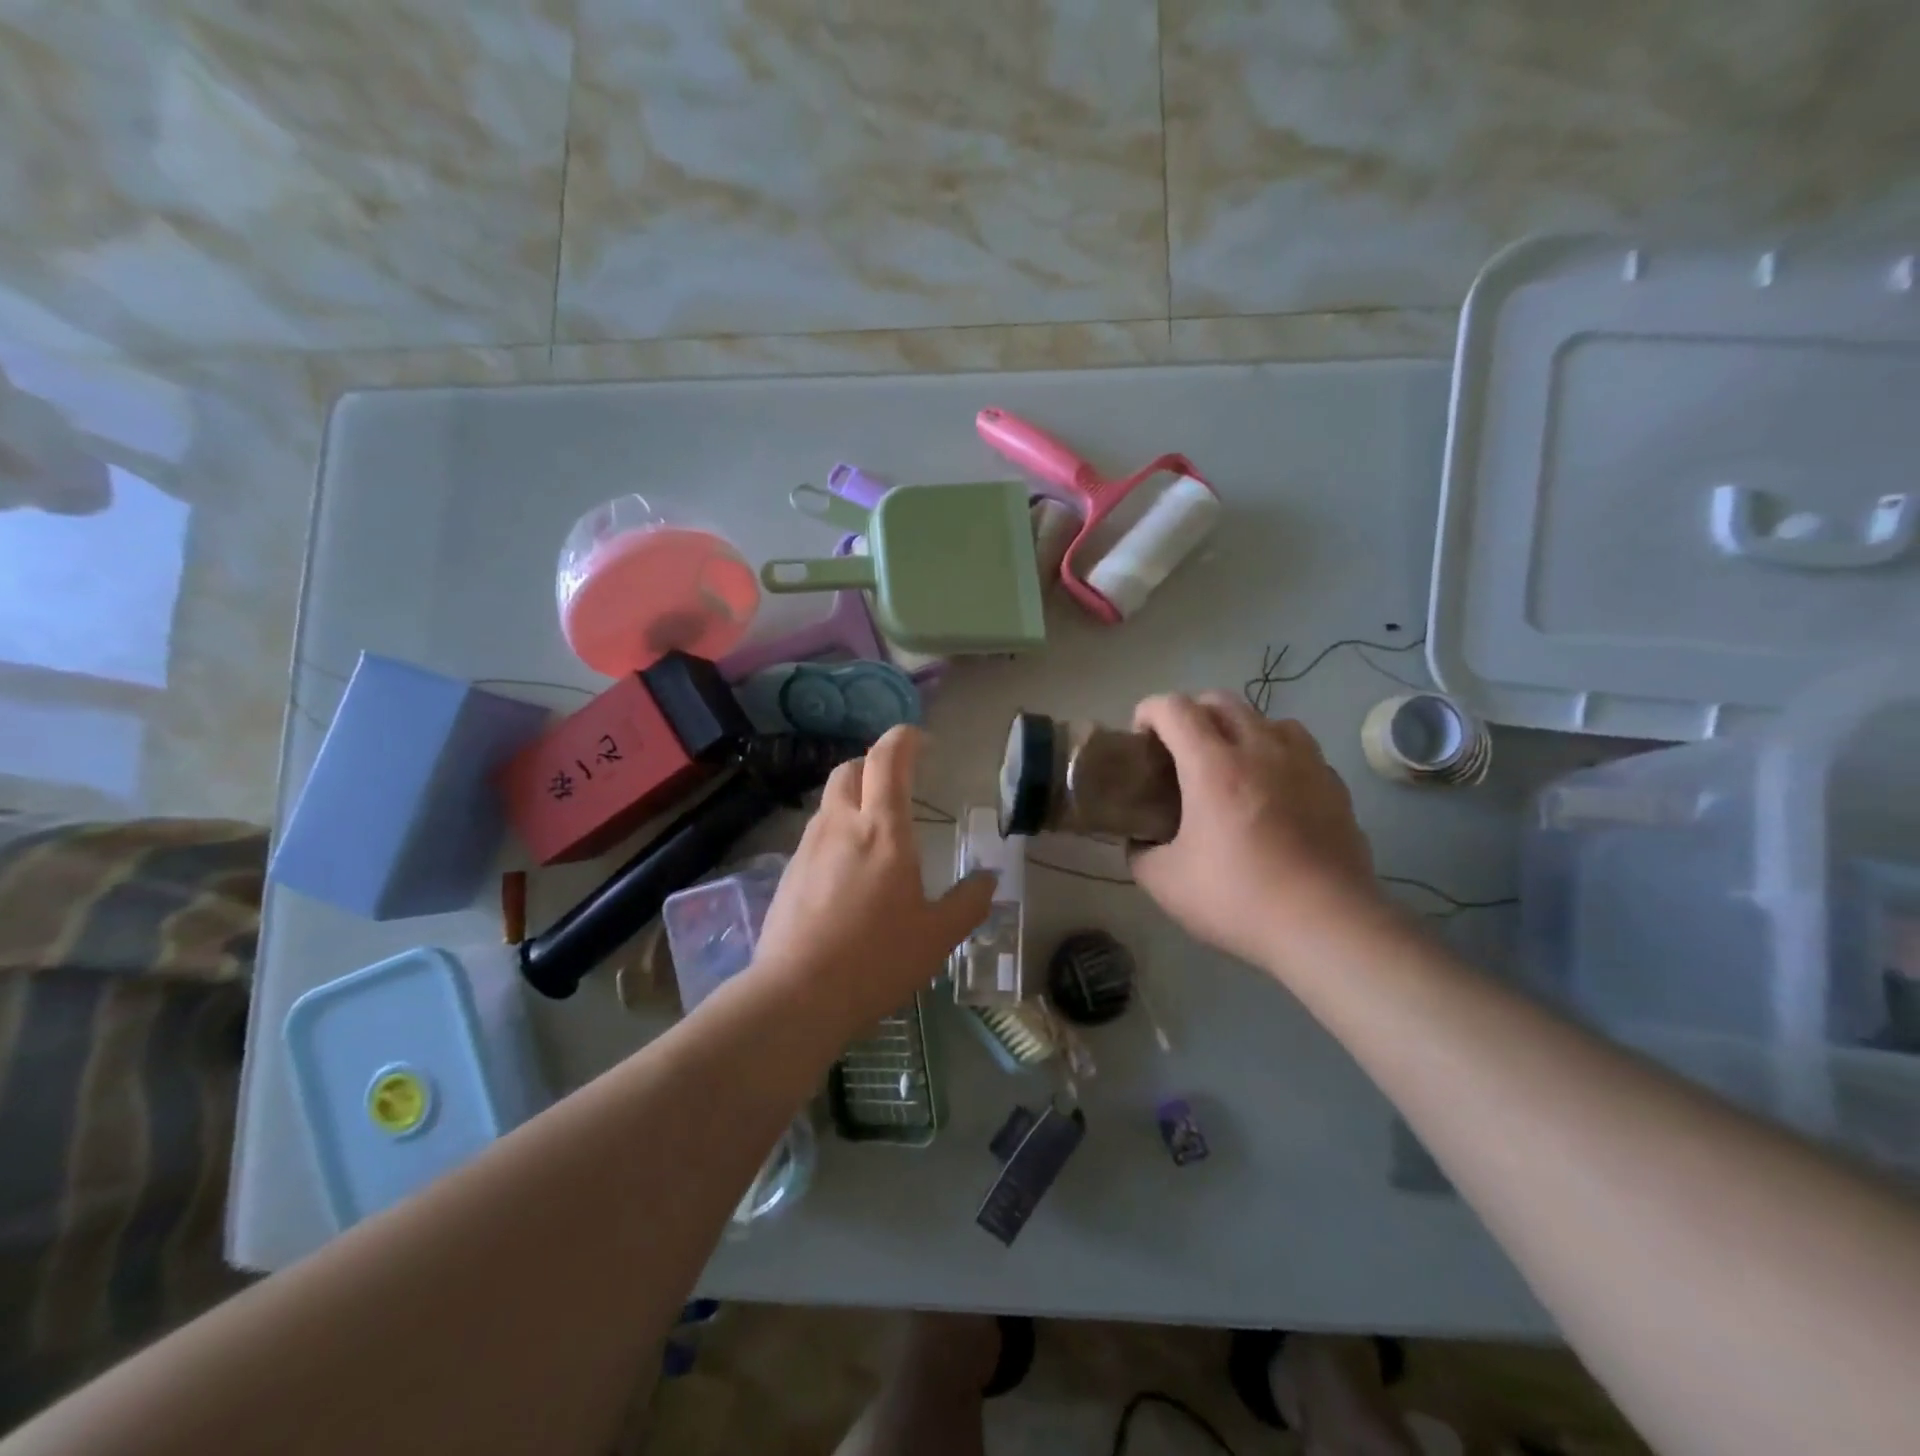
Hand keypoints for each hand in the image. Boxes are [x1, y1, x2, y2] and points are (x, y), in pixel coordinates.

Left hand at [752, 726, 995, 1035]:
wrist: (797, 996)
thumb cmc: (877, 960)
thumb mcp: (938, 936)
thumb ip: (969, 902)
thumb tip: (989, 879)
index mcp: (883, 830)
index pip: (888, 758)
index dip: (905, 738)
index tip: (923, 741)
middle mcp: (841, 825)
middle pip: (851, 769)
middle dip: (876, 764)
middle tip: (899, 784)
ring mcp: (808, 846)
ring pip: (830, 800)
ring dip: (855, 798)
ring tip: (876, 830)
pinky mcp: (788, 871)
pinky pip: (817, 833)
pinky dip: (837, 831)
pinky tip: (849, 870)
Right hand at [1128, 693, 1377, 974]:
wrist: (1327, 925)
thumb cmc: (1238, 898)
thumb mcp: (1165, 883)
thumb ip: (1141, 852)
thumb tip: (1140, 840)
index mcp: (1212, 765)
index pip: (1173, 708)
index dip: (1148, 711)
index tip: (1140, 738)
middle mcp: (1259, 749)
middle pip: (1220, 700)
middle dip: (1190, 712)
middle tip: (1179, 750)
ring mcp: (1303, 763)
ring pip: (1266, 717)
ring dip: (1238, 728)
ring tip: (1230, 763)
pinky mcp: (1334, 784)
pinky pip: (1299, 748)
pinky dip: (1276, 754)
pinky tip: (1272, 789)